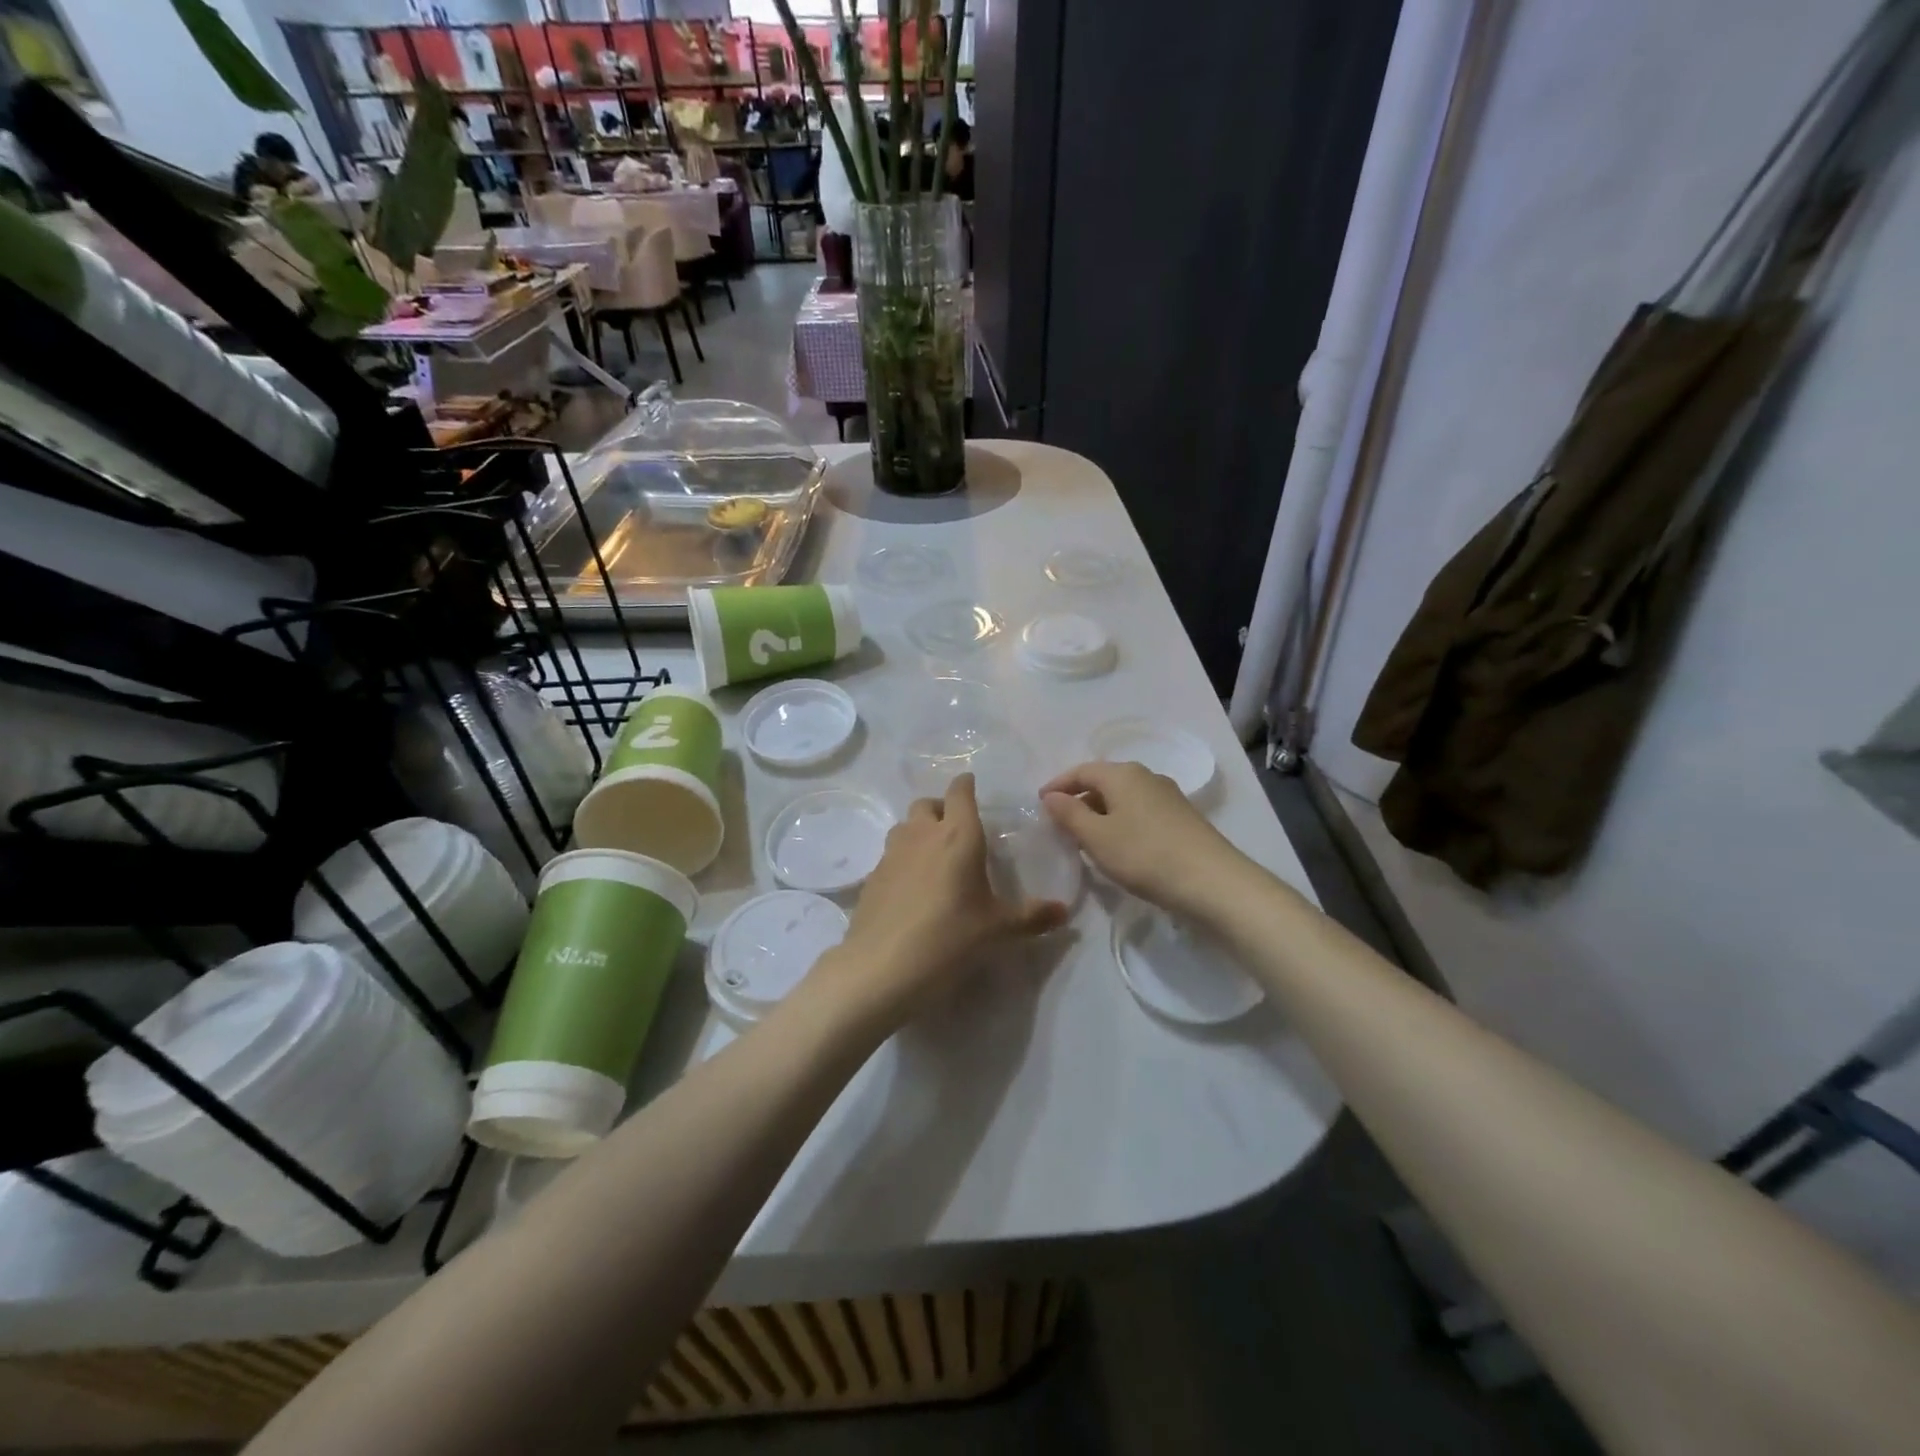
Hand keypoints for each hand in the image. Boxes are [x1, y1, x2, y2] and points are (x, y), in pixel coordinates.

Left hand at [824, 774, 1066, 1029]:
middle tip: (957, 830)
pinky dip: (903, 860)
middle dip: (941, 808)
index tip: (971, 785)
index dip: (966, 785)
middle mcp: (922, 834)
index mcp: (958, 835)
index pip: (960, 792)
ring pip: (904, 826)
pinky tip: (911, 888)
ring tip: (934, 857)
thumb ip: (1032, 917)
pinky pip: (890, 855)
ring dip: (919, 831)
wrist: (881, 967)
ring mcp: (891, 854)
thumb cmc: (949, 939)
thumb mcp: (998, 930)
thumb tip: (1064, 912)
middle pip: (926, 804)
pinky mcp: (871, 877)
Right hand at [1041, 760, 1248, 915]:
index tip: (1040, 804)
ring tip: (1085, 837)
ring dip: (1100, 812)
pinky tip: (1119, 845)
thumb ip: (1069, 814)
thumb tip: (1051, 796)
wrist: (1212, 881)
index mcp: (1122, 774)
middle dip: (1079, 799)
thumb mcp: (1097, 837)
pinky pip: (1140, 810)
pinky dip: (1121, 821)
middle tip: (1060, 823)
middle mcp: (1146, 776)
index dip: (1058, 785)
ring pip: (1123, 797)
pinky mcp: (1181, 817)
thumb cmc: (1145, 855)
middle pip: (1103, 781)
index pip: (1081, 770)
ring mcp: (1168, 795)